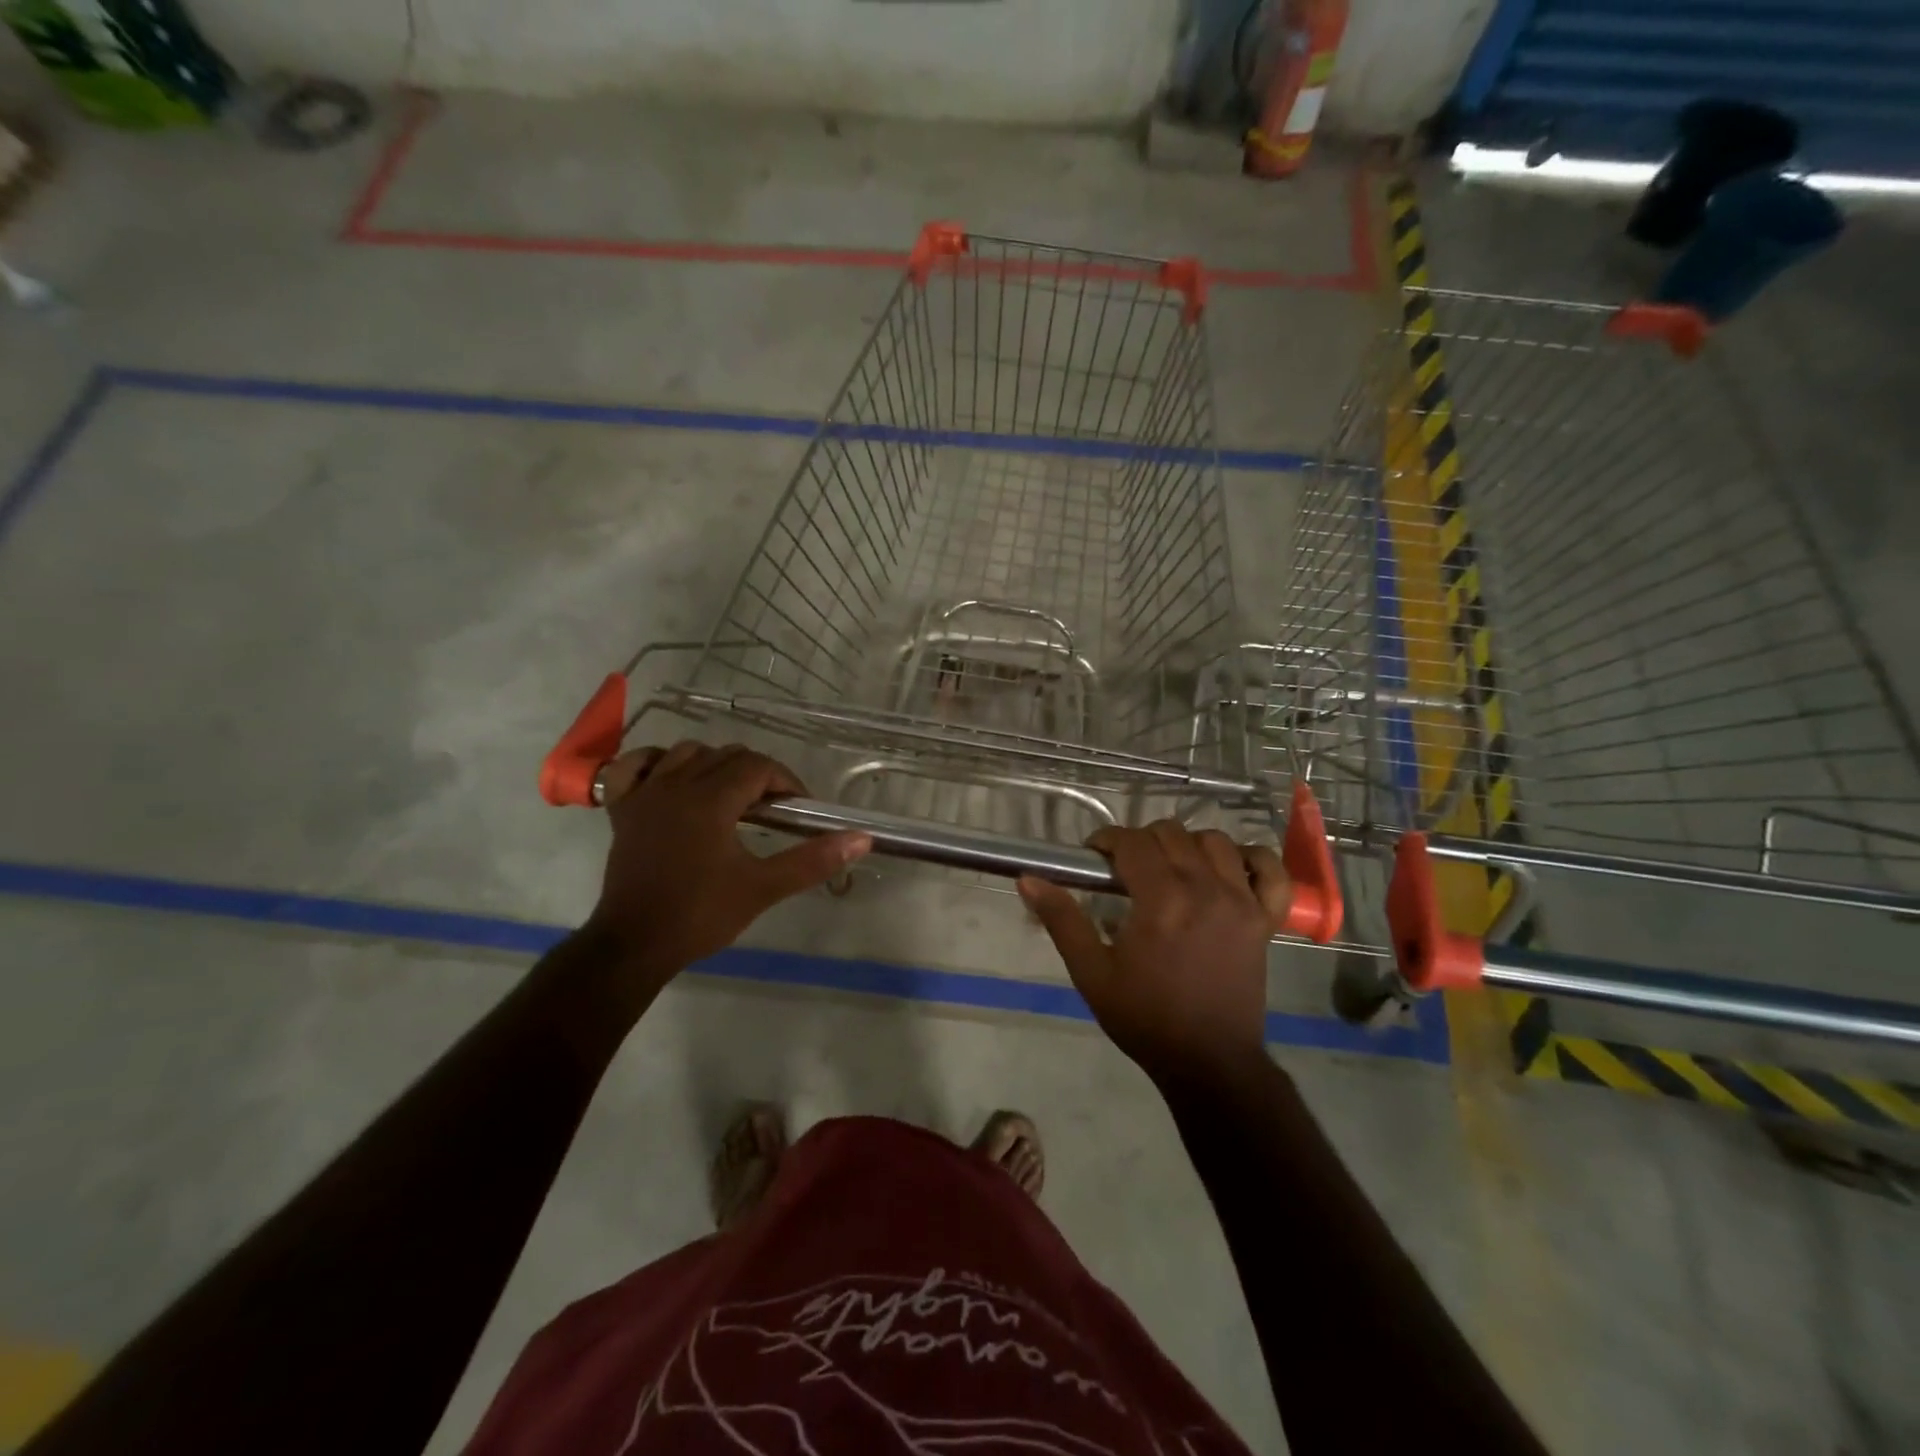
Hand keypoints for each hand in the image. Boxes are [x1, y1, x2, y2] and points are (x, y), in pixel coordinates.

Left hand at [586, 742, 871, 988]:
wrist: (635, 945)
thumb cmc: (700, 915)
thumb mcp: (762, 888)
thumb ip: (812, 860)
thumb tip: (861, 839)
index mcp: (710, 800)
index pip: (759, 766)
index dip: (786, 782)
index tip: (799, 811)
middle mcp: (676, 784)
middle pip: (726, 755)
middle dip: (756, 774)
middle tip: (771, 811)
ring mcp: (644, 794)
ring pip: (686, 753)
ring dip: (714, 765)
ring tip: (730, 797)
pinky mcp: (623, 809)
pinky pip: (636, 766)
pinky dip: (657, 763)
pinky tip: (672, 780)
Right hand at [1018, 822, 1288, 1083]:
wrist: (1208, 1061)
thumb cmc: (1144, 1018)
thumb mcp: (1092, 972)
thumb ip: (1062, 920)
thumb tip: (1028, 879)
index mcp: (1162, 901)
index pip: (1132, 842)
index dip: (1107, 840)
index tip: (1094, 857)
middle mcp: (1205, 889)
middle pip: (1172, 834)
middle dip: (1141, 841)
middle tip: (1126, 869)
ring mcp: (1242, 901)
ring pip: (1216, 841)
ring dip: (1187, 844)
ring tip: (1171, 869)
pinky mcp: (1266, 918)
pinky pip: (1270, 870)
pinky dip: (1253, 859)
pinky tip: (1231, 868)